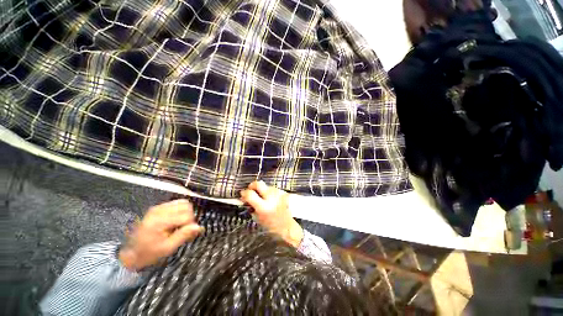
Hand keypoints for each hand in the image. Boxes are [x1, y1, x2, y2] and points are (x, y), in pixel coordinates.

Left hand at [118, 199, 202, 270]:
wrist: (131, 253)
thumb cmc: (149, 253)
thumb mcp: (167, 248)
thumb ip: (184, 235)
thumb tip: (199, 227)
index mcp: (160, 221)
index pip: (186, 215)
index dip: (190, 224)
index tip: (187, 233)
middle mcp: (159, 211)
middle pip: (186, 206)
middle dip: (189, 216)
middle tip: (183, 228)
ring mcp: (157, 207)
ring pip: (182, 202)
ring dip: (185, 212)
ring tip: (180, 223)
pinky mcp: (157, 207)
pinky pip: (176, 203)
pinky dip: (180, 210)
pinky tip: (175, 220)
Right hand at [240, 181, 303, 246]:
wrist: (288, 226)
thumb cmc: (271, 225)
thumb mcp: (258, 218)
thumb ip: (251, 207)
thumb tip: (244, 198)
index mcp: (264, 207)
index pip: (250, 194)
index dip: (244, 193)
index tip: (242, 194)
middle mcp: (271, 198)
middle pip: (258, 184)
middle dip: (252, 185)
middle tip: (250, 190)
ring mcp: (278, 194)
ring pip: (266, 186)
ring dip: (262, 190)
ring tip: (262, 197)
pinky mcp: (283, 192)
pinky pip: (273, 189)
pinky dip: (269, 192)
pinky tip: (270, 198)